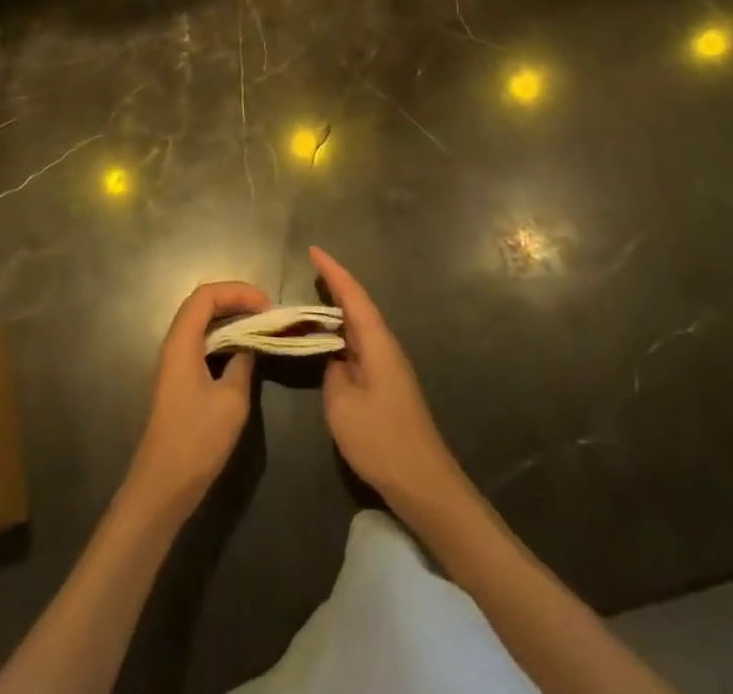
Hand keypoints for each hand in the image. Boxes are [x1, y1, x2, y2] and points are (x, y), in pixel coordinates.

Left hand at [124, 280, 271, 522]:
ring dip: (230, 319)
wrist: (163, 486)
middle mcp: (174, 344)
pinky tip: (243, 352)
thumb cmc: (197, 439)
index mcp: (182, 341)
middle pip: (202, 305)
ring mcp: (174, 363)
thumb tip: (249, 346)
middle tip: (267, 313)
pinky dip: (224, 339)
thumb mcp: (231, 399)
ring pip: (202, 325)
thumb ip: (242, 363)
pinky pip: (202, 344)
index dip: (237, 291)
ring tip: (260, 327)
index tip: (266, 304)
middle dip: (235, 301)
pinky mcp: (179, 380)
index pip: (206, 295)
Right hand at [312, 246, 465, 517]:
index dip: (333, 271)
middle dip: (335, 285)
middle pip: (358, 306)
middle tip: (310, 270)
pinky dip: (343, 335)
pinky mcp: (388, 384)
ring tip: (311, 302)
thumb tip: (333, 358)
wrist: (423, 482)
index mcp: (377, 342)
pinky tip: (329, 344)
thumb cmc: (381, 439)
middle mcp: (386, 346)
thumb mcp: (341, 404)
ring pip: (360, 327)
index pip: (353, 295)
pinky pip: (361, 346)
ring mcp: (389, 366)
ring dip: (338, 311)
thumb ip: (332, 372)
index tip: (313, 250)